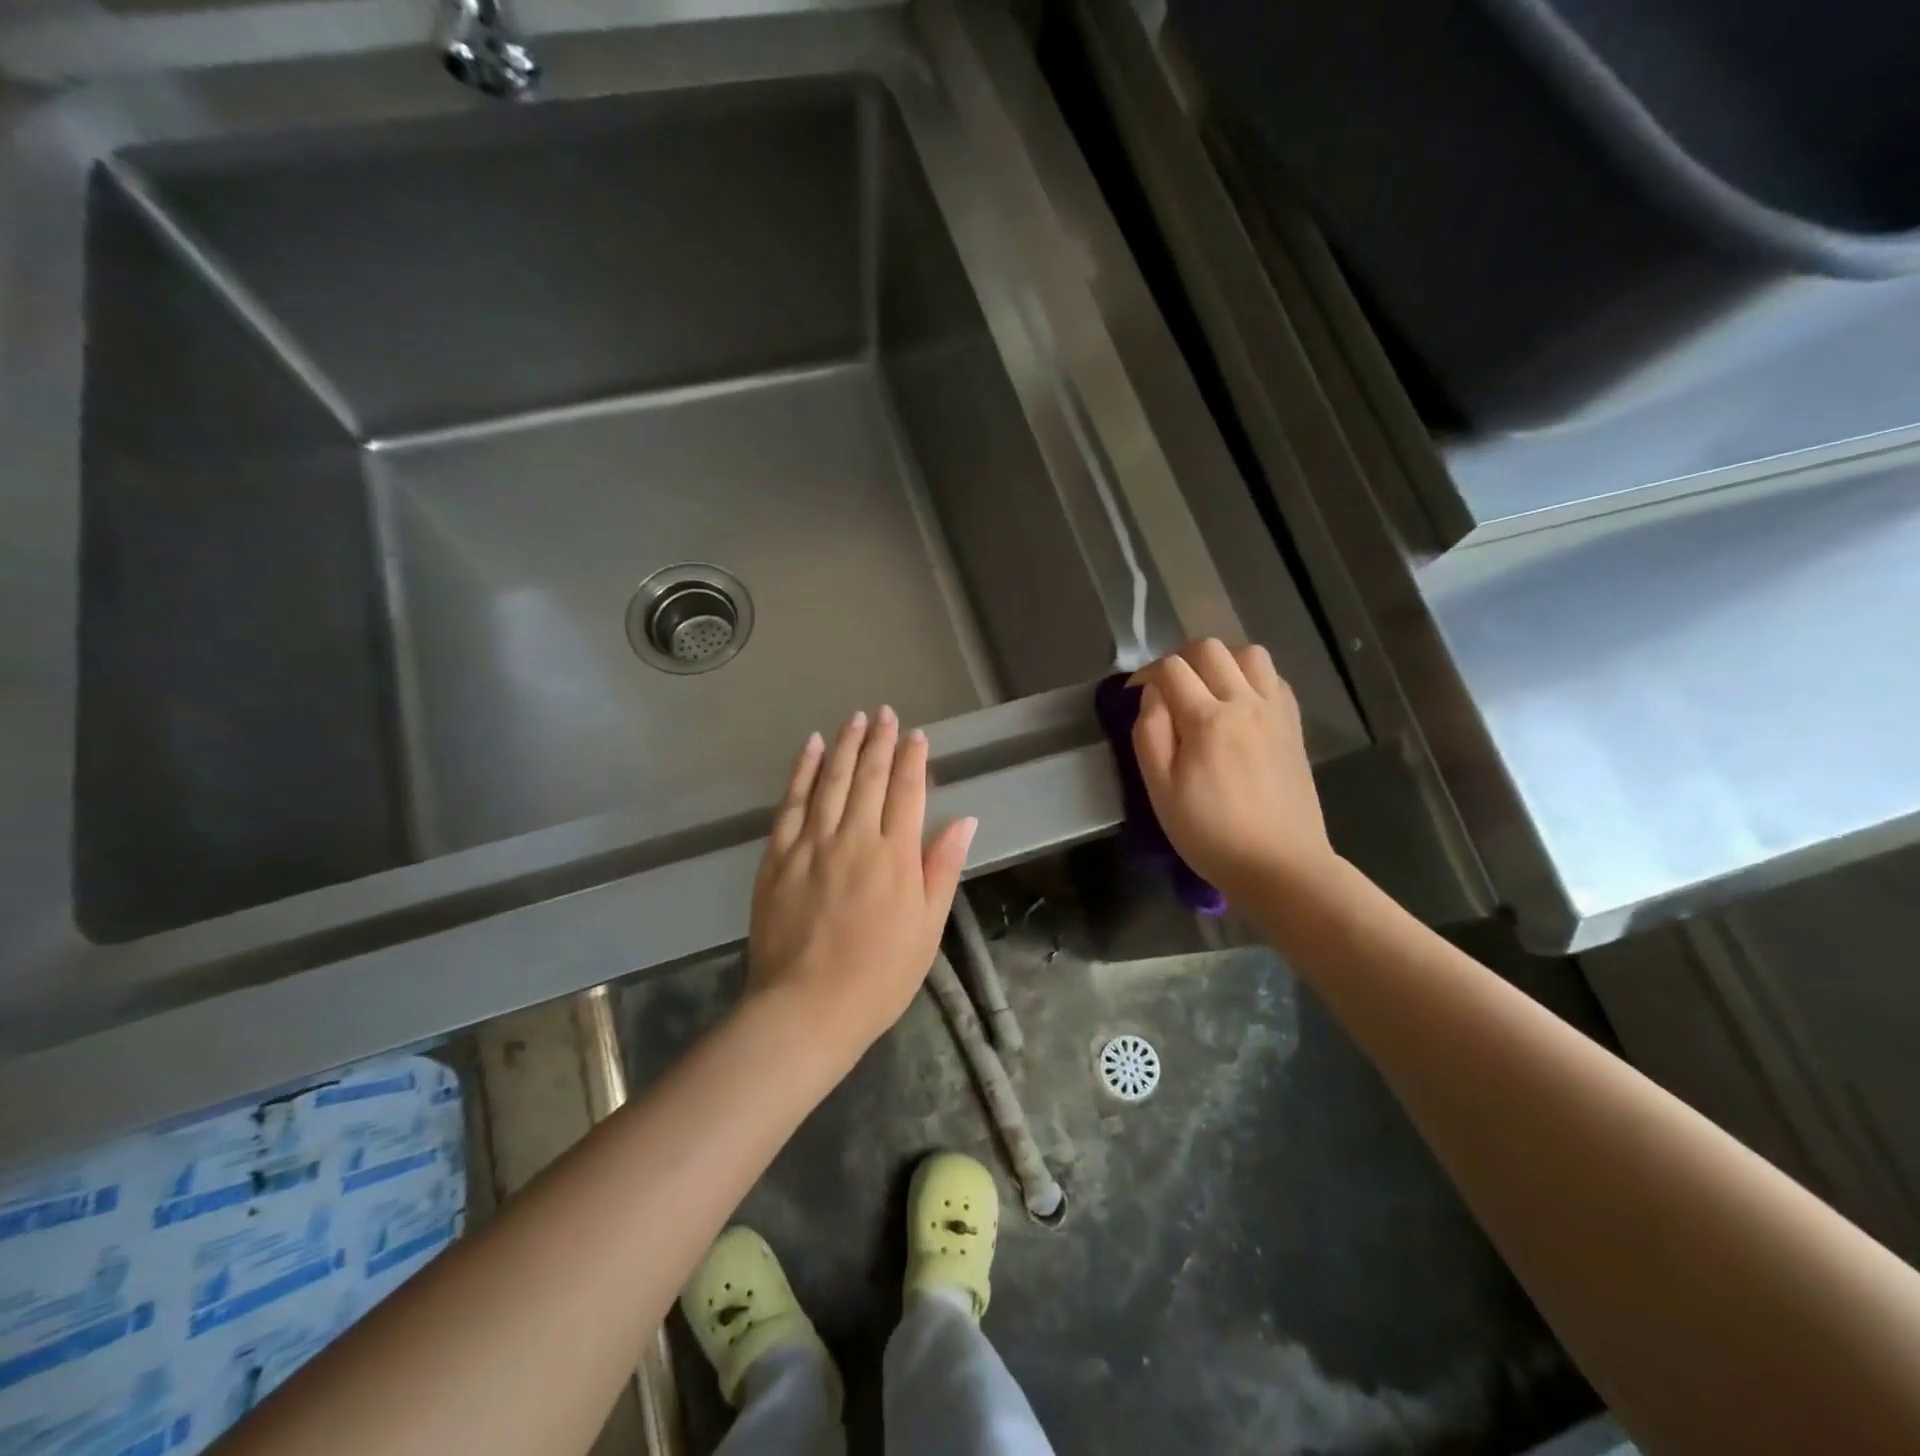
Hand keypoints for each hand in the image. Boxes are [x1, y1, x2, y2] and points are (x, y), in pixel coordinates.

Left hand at [747, 707, 976, 1058]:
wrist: (807, 1008)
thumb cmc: (879, 975)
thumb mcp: (927, 928)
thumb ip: (942, 868)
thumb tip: (965, 820)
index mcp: (895, 856)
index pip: (907, 792)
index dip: (912, 759)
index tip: (915, 734)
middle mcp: (854, 838)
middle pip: (868, 777)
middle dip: (878, 741)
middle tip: (883, 712)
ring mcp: (811, 844)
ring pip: (830, 781)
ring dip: (843, 746)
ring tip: (854, 719)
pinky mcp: (777, 856)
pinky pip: (791, 803)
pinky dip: (801, 771)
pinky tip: (810, 748)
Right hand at [1130, 640, 1335, 905]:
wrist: (1281, 866)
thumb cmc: (1211, 834)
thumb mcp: (1161, 792)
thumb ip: (1150, 735)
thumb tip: (1152, 697)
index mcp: (1207, 720)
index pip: (1171, 669)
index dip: (1146, 675)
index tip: (1136, 696)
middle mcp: (1245, 703)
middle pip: (1210, 649)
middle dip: (1181, 660)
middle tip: (1169, 691)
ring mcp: (1275, 712)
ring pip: (1250, 653)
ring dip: (1222, 662)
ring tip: (1208, 691)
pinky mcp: (1294, 726)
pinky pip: (1275, 679)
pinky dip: (1252, 679)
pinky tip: (1241, 706)